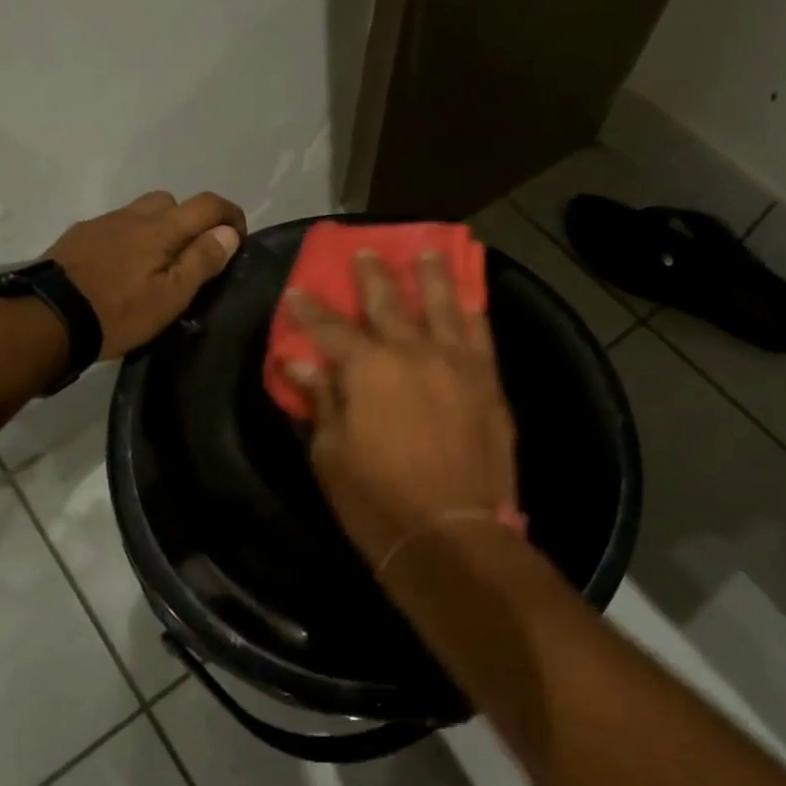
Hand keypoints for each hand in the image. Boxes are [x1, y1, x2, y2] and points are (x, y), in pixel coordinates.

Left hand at [50, 191, 246, 357]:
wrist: (47, 318)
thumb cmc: (118, 312)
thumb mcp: (171, 296)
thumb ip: (201, 260)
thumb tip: (228, 232)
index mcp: (161, 228)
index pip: (207, 204)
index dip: (230, 215)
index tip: (237, 240)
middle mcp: (133, 215)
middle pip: (172, 202)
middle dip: (190, 221)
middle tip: (191, 257)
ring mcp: (102, 223)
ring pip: (141, 213)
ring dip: (158, 229)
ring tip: (154, 266)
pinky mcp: (78, 236)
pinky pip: (115, 227)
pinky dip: (129, 239)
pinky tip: (120, 270)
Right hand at [285, 250, 521, 570]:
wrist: (453, 535)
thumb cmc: (378, 500)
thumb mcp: (331, 454)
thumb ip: (320, 400)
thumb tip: (298, 363)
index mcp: (367, 367)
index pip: (329, 328)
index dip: (310, 310)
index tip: (297, 290)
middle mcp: (413, 351)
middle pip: (388, 303)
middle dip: (372, 276)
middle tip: (365, 252)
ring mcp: (456, 363)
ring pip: (443, 305)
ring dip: (432, 275)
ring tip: (428, 251)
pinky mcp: (488, 382)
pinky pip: (481, 334)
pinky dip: (473, 310)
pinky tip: (469, 298)